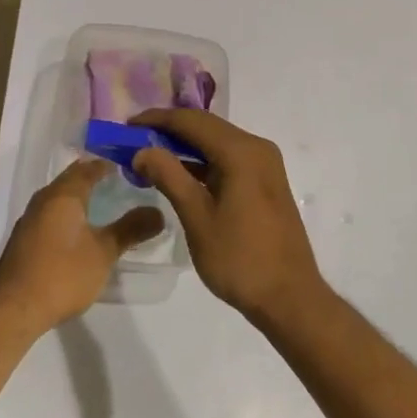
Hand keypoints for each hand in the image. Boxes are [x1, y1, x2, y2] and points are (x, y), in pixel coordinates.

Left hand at [0, 158, 163, 332]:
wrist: (12, 310)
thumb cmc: (62, 274)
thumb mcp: (104, 252)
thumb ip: (131, 229)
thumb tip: (159, 212)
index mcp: (63, 194)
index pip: (89, 167)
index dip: (110, 164)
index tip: (132, 165)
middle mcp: (44, 199)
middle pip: (72, 179)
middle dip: (94, 177)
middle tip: (122, 181)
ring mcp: (30, 219)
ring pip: (60, 197)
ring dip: (80, 196)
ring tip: (105, 203)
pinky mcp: (24, 240)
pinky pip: (51, 214)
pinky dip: (68, 214)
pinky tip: (80, 230)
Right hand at [132, 109, 324, 327]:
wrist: (290, 297)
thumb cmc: (240, 259)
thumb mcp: (198, 218)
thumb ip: (169, 177)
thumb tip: (142, 150)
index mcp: (241, 152)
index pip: (192, 121)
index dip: (157, 120)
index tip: (126, 126)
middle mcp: (256, 148)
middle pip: (206, 126)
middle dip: (169, 131)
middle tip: (134, 140)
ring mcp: (264, 164)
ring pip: (217, 142)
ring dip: (184, 146)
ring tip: (149, 157)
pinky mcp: (265, 181)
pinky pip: (228, 158)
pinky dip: (202, 161)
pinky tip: (179, 174)